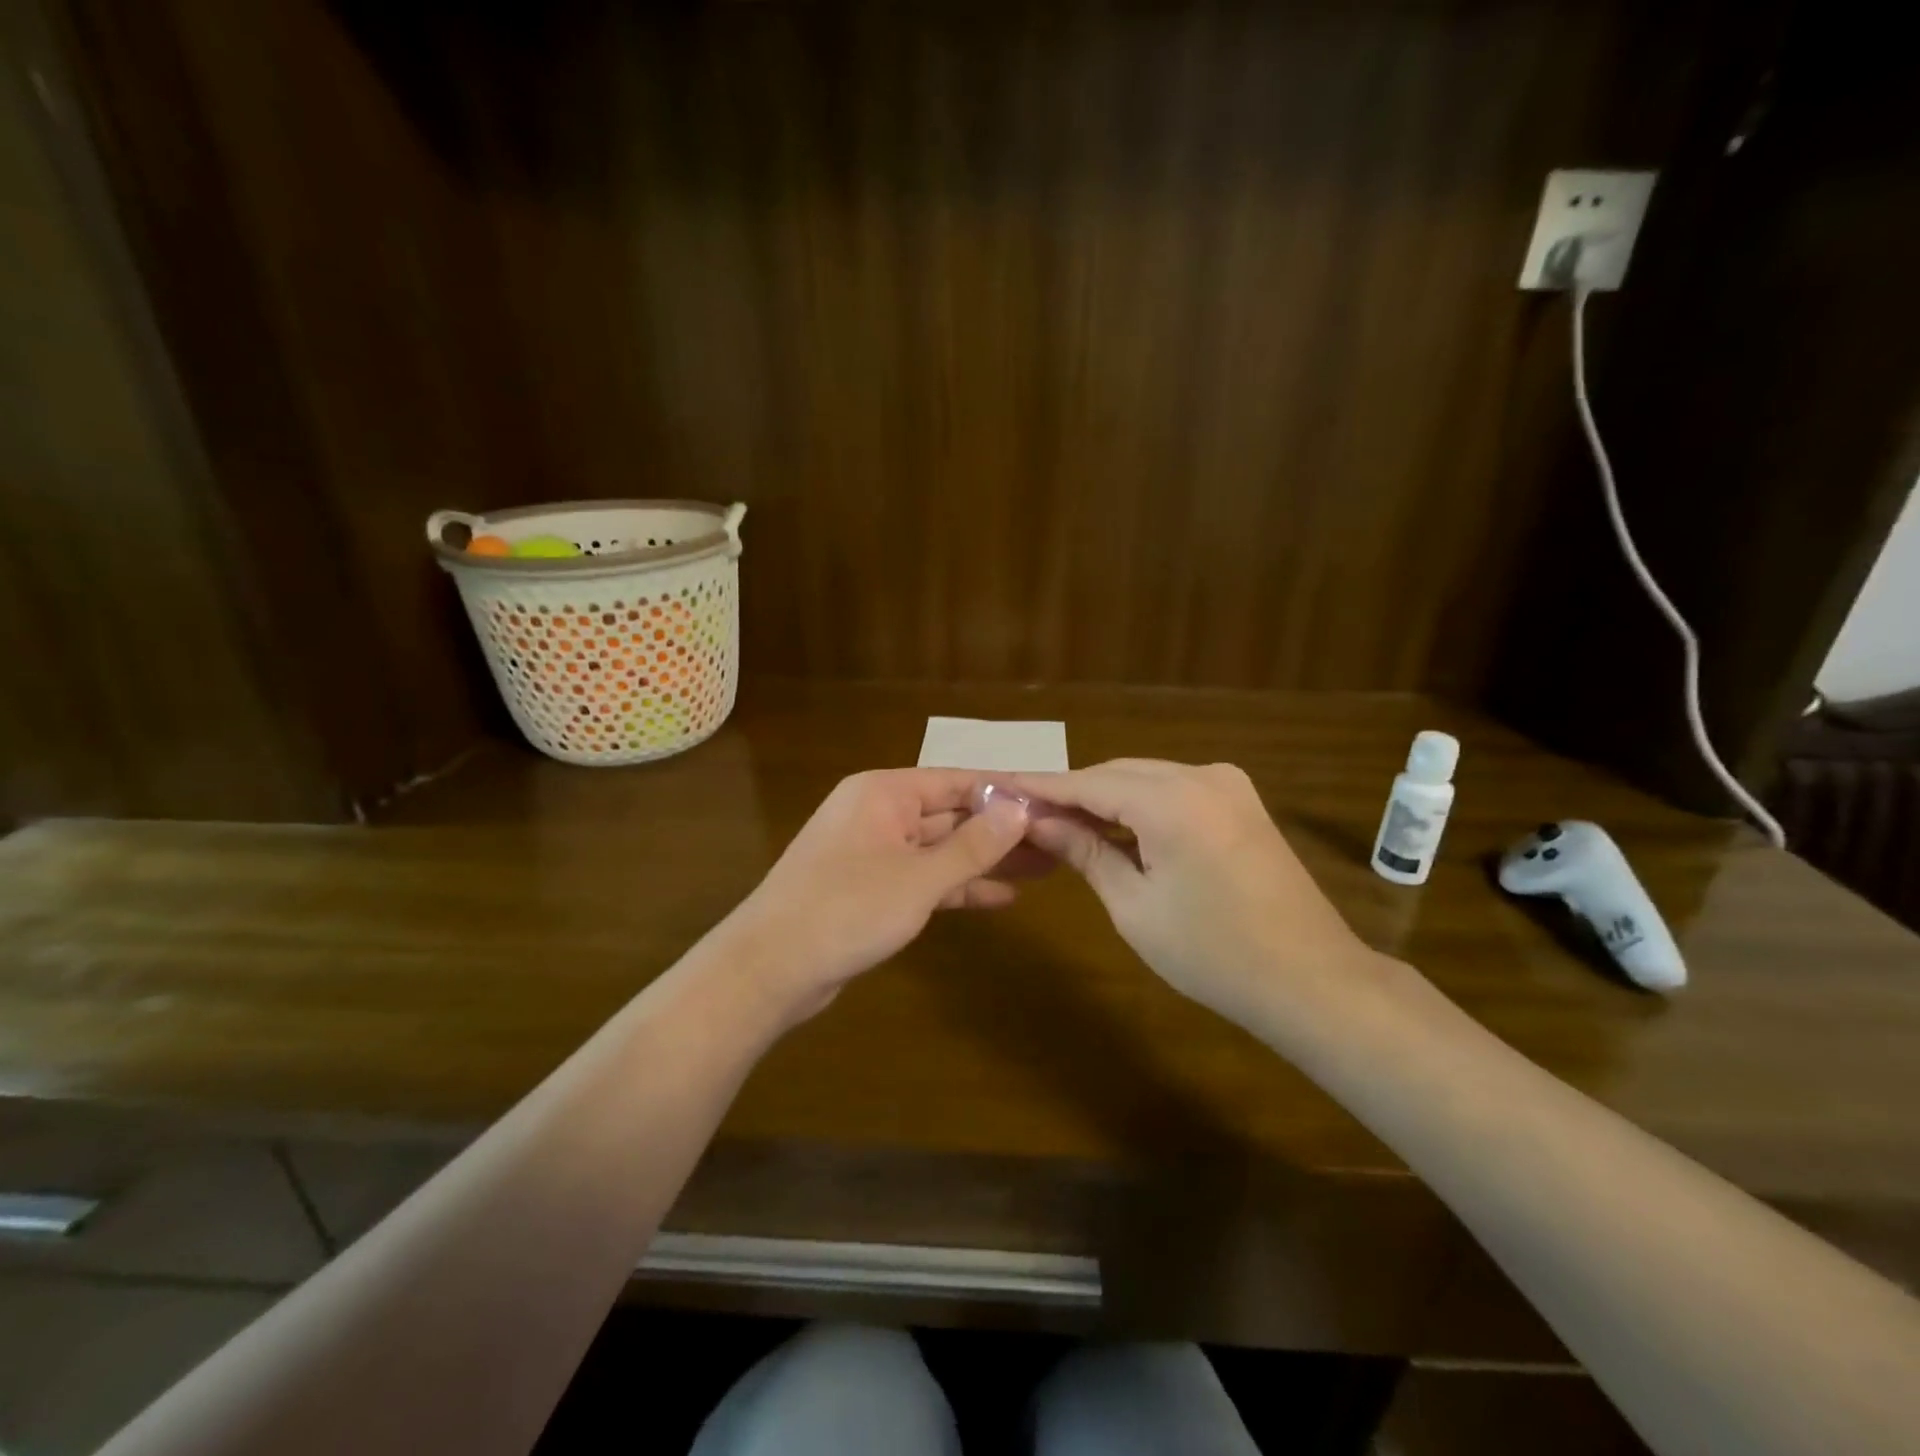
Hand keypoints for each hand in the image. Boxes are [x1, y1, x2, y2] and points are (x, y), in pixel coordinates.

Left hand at [722, 769, 1030, 1021]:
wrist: (768, 969)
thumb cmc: (845, 910)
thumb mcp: (918, 878)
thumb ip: (973, 845)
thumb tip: (1020, 808)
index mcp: (884, 794)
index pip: (956, 781)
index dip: (1004, 792)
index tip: (1050, 802)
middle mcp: (879, 814)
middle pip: (951, 815)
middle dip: (1001, 830)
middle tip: (1057, 839)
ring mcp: (874, 853)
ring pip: (941, 850)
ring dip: (986, 860)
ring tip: (1044, 867)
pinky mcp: (872, 890)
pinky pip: (924, 879)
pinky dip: (958, 887)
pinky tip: (1002, 897)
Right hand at [1006, 760, 1370, 1027]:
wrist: (1311, 979)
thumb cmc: (1212, 953)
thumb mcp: (1134, 906)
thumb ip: (1084, 851)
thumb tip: (1038, 822)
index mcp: (1171, 800)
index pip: (1087, 782)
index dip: (1041, 787)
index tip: (999, 786)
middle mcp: (1201, 775)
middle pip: (1117, 773)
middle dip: (1071, 792)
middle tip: (1025, 814)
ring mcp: (1228, 784)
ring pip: (1146, 778)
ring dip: (1104, 797)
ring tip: (1060, 823)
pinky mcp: (1241, 801)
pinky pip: (1174, 790)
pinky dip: (1139, 804)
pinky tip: (1114, 826)